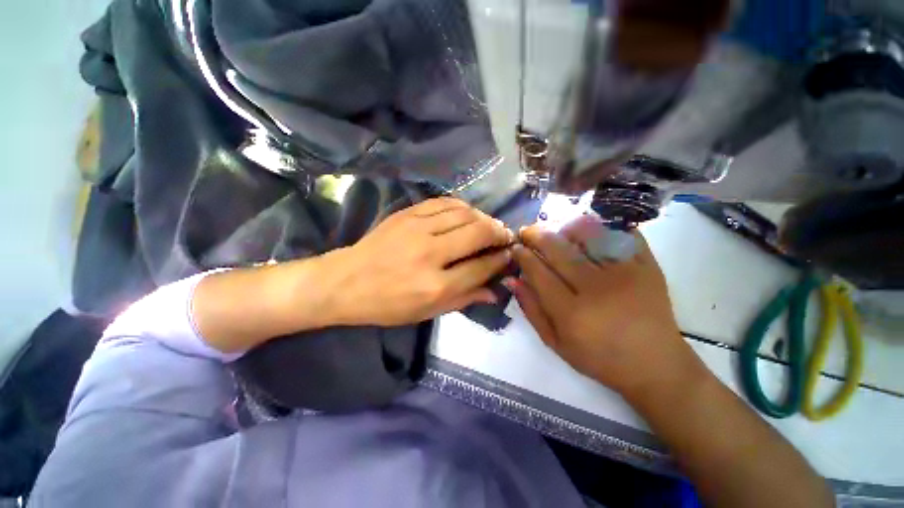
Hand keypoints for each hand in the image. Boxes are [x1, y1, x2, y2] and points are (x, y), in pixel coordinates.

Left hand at [325, 197, 514, 326]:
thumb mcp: (427, 312)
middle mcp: (430, 254)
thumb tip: (495, 292)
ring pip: (464, 213)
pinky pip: (443, 202)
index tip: (509, 255)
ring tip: (488, 225)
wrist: (346, 282)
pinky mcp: (406, 214)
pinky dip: (461, 207)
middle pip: (478, 233)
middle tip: (506, 236)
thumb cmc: (387, 304)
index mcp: (435, 286)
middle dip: (499, 232)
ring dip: (483, 217)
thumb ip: (464, 300)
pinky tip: (467, 214)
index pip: (481, 267)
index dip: (501, 260)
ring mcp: (417, 229)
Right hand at [507, 215, 705, 397]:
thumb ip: (531, 309)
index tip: (515, 247)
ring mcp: (626, 275)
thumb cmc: (599, 358)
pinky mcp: (648, 268)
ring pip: (589, 236)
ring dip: (565, 227)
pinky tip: (589, 227)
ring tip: (555, 228)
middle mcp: (597, 289)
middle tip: (527, 231)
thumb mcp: (555, 343)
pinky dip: (604, 226)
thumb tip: (512, 279)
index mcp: (572, 313)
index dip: (523, 256)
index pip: (538, 272)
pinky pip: (623, 235)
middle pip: (559, 250)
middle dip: (537, 235)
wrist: (655, 365)